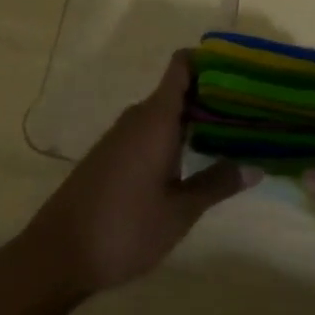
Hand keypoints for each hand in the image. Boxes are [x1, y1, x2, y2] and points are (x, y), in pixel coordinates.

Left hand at [12, 50, 257, 299]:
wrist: (58, 253)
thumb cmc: (124, 228)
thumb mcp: (179, 212)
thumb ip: (217, 183)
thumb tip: (256, 166)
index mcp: (156, 118)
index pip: (182, 66)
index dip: (210, 60)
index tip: (241, 71)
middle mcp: (138, 117)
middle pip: (179, 89)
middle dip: (213, 96)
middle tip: (251, 110)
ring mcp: (122, 135)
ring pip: (166, 112)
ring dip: (195, 118)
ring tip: (233, 133)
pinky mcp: (113, 154)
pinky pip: (151, 130)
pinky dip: (175, 135)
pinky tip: (195, 157)